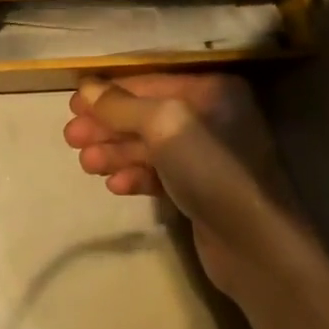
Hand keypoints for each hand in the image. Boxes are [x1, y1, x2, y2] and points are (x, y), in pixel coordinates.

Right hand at [63, 74, 307, 297]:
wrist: (256, 246)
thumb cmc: (210, 168)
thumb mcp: (163, 124)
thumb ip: (122, 105)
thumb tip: (86, 88)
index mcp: (212, 89)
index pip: (150, 82)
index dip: (110, 93)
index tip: (74, 106)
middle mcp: (213, 116)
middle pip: (148, 114)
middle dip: (108, 126)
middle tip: (71, 139)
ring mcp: (209, 155)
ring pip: (151, 146)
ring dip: (116, 152)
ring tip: (86, 164)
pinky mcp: (204, 190)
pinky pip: (162, 174)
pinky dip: (137, 176)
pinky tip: (115, 185)